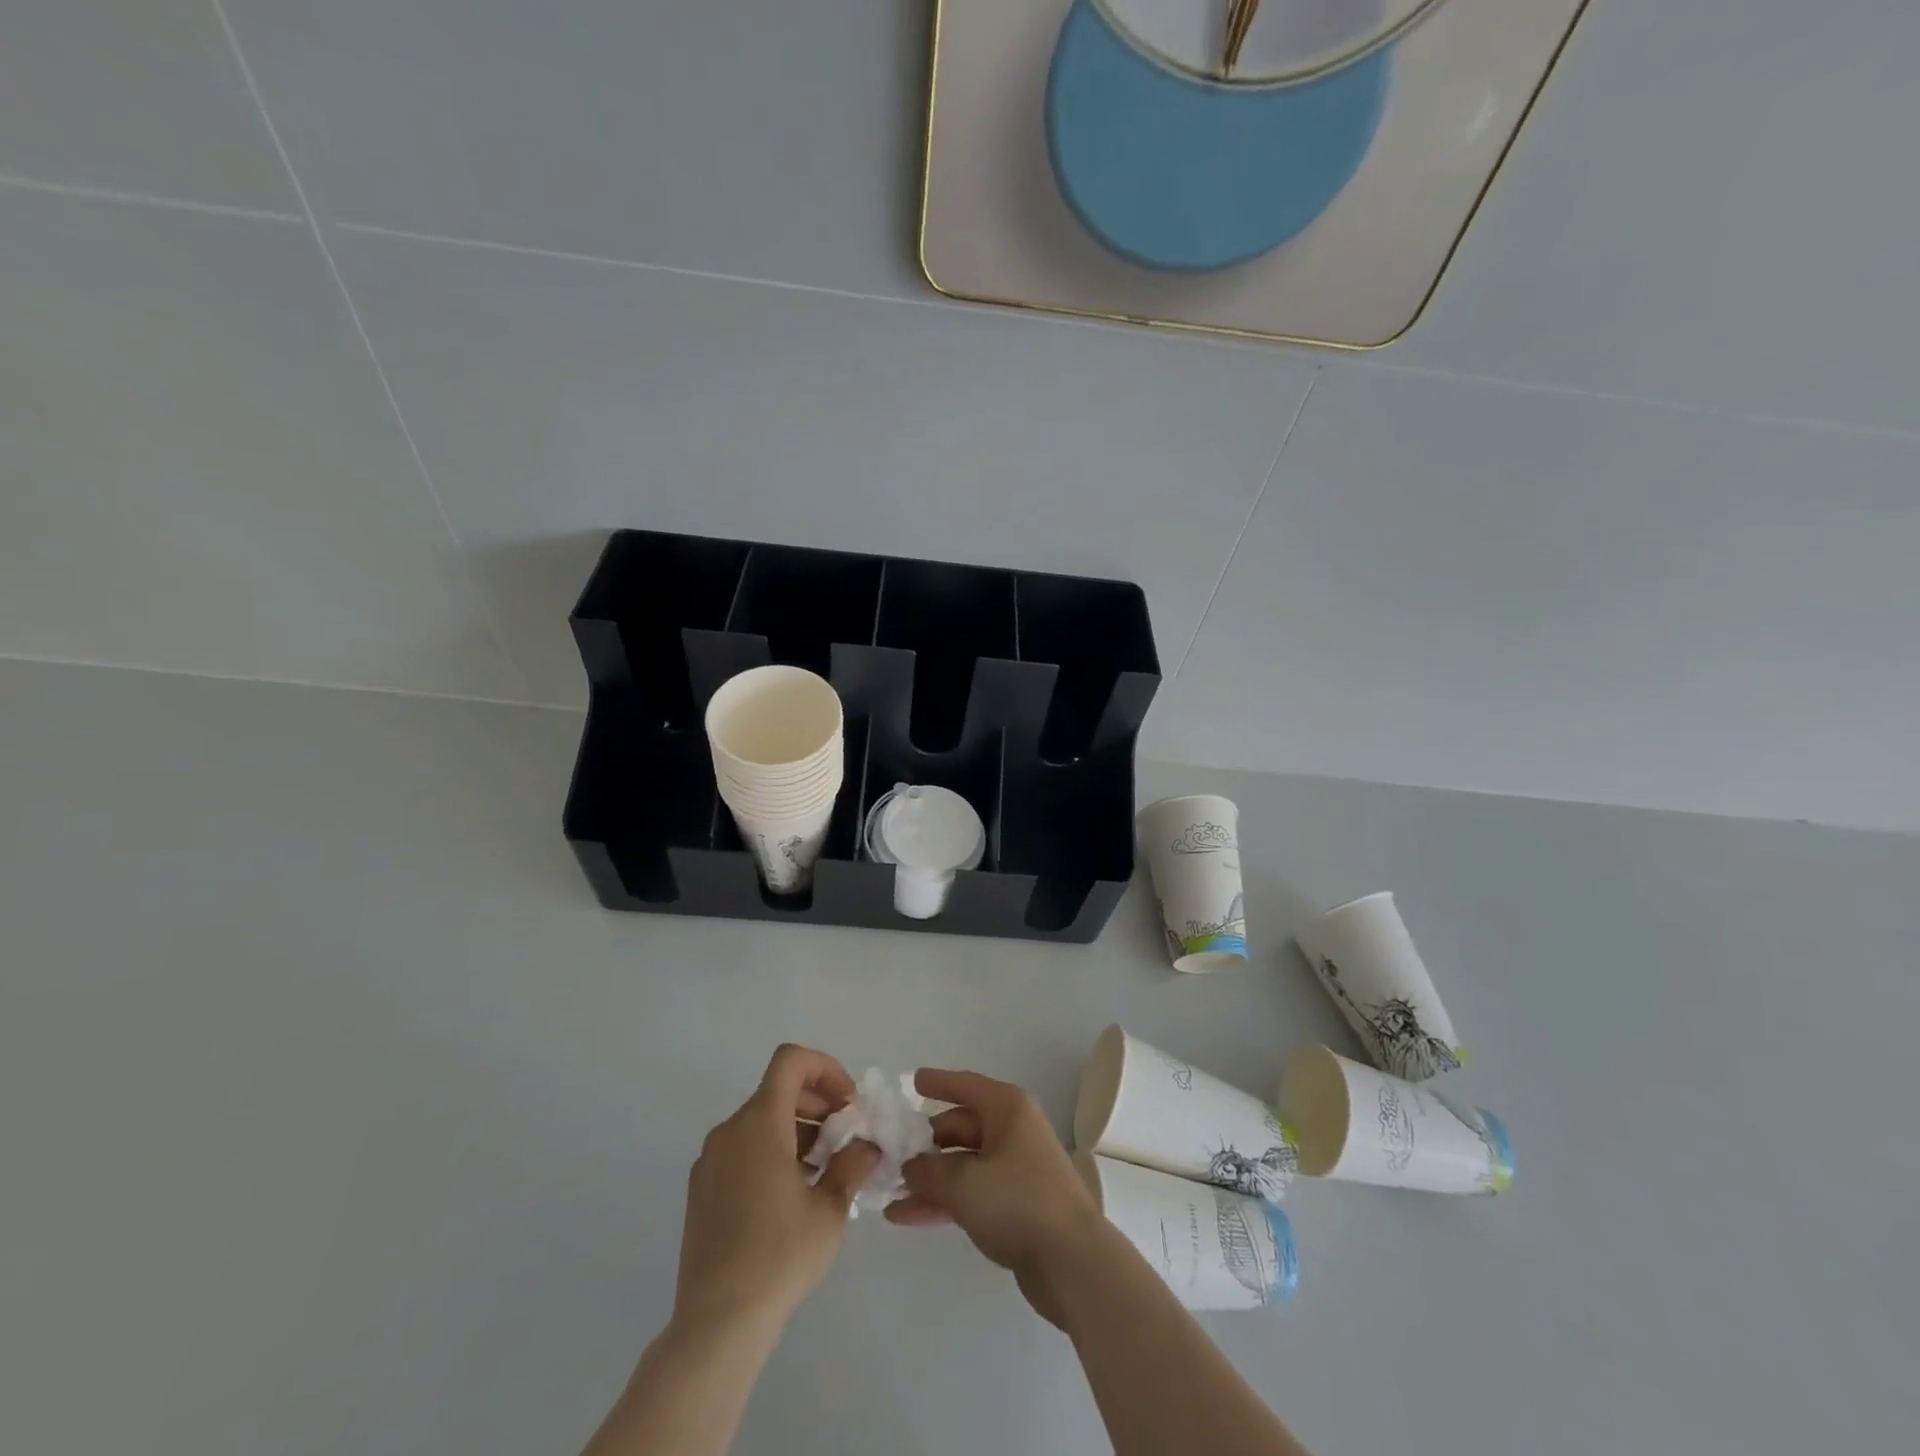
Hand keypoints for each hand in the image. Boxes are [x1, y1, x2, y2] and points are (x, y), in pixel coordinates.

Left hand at [672, 1044, 880, 1338]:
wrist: (716, 1325)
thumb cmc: (780, 1257)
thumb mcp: (830, 1209)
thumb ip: (851, 1165)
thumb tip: (864, 1146)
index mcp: (760, 1123)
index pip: (791, 1060)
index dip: (825, 1068)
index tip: (847, 1104)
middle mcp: (729, 1130)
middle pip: (777, 1089)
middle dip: (816, 1102)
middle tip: (844, 1136)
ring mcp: (710, 1160)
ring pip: (760, 1120)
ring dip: (796, 1128)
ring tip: (822, 1169)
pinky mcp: (701, 1189)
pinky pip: (741, 1148)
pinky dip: (771, 1151)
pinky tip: (790, 1194)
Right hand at [885, 1068, 1102, 1326]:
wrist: (1072, 1262)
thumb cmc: (1018, 1202)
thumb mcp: (964, 1183)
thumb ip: (928, 1172)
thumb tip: (910, 1167)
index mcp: (1007, 1109)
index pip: (965, 1085)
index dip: (937, 1082)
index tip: (911, 1081)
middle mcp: (1012, 1131)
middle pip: (960, 1127)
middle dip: (924, 1143)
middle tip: (888, 1153)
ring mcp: (1014, 1169)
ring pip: (961, 1165)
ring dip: (927, 1178)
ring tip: (887, 1191)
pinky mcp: (1013, 1206)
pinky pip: (969, 1193)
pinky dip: (941, 1201)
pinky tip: (904, 1216)